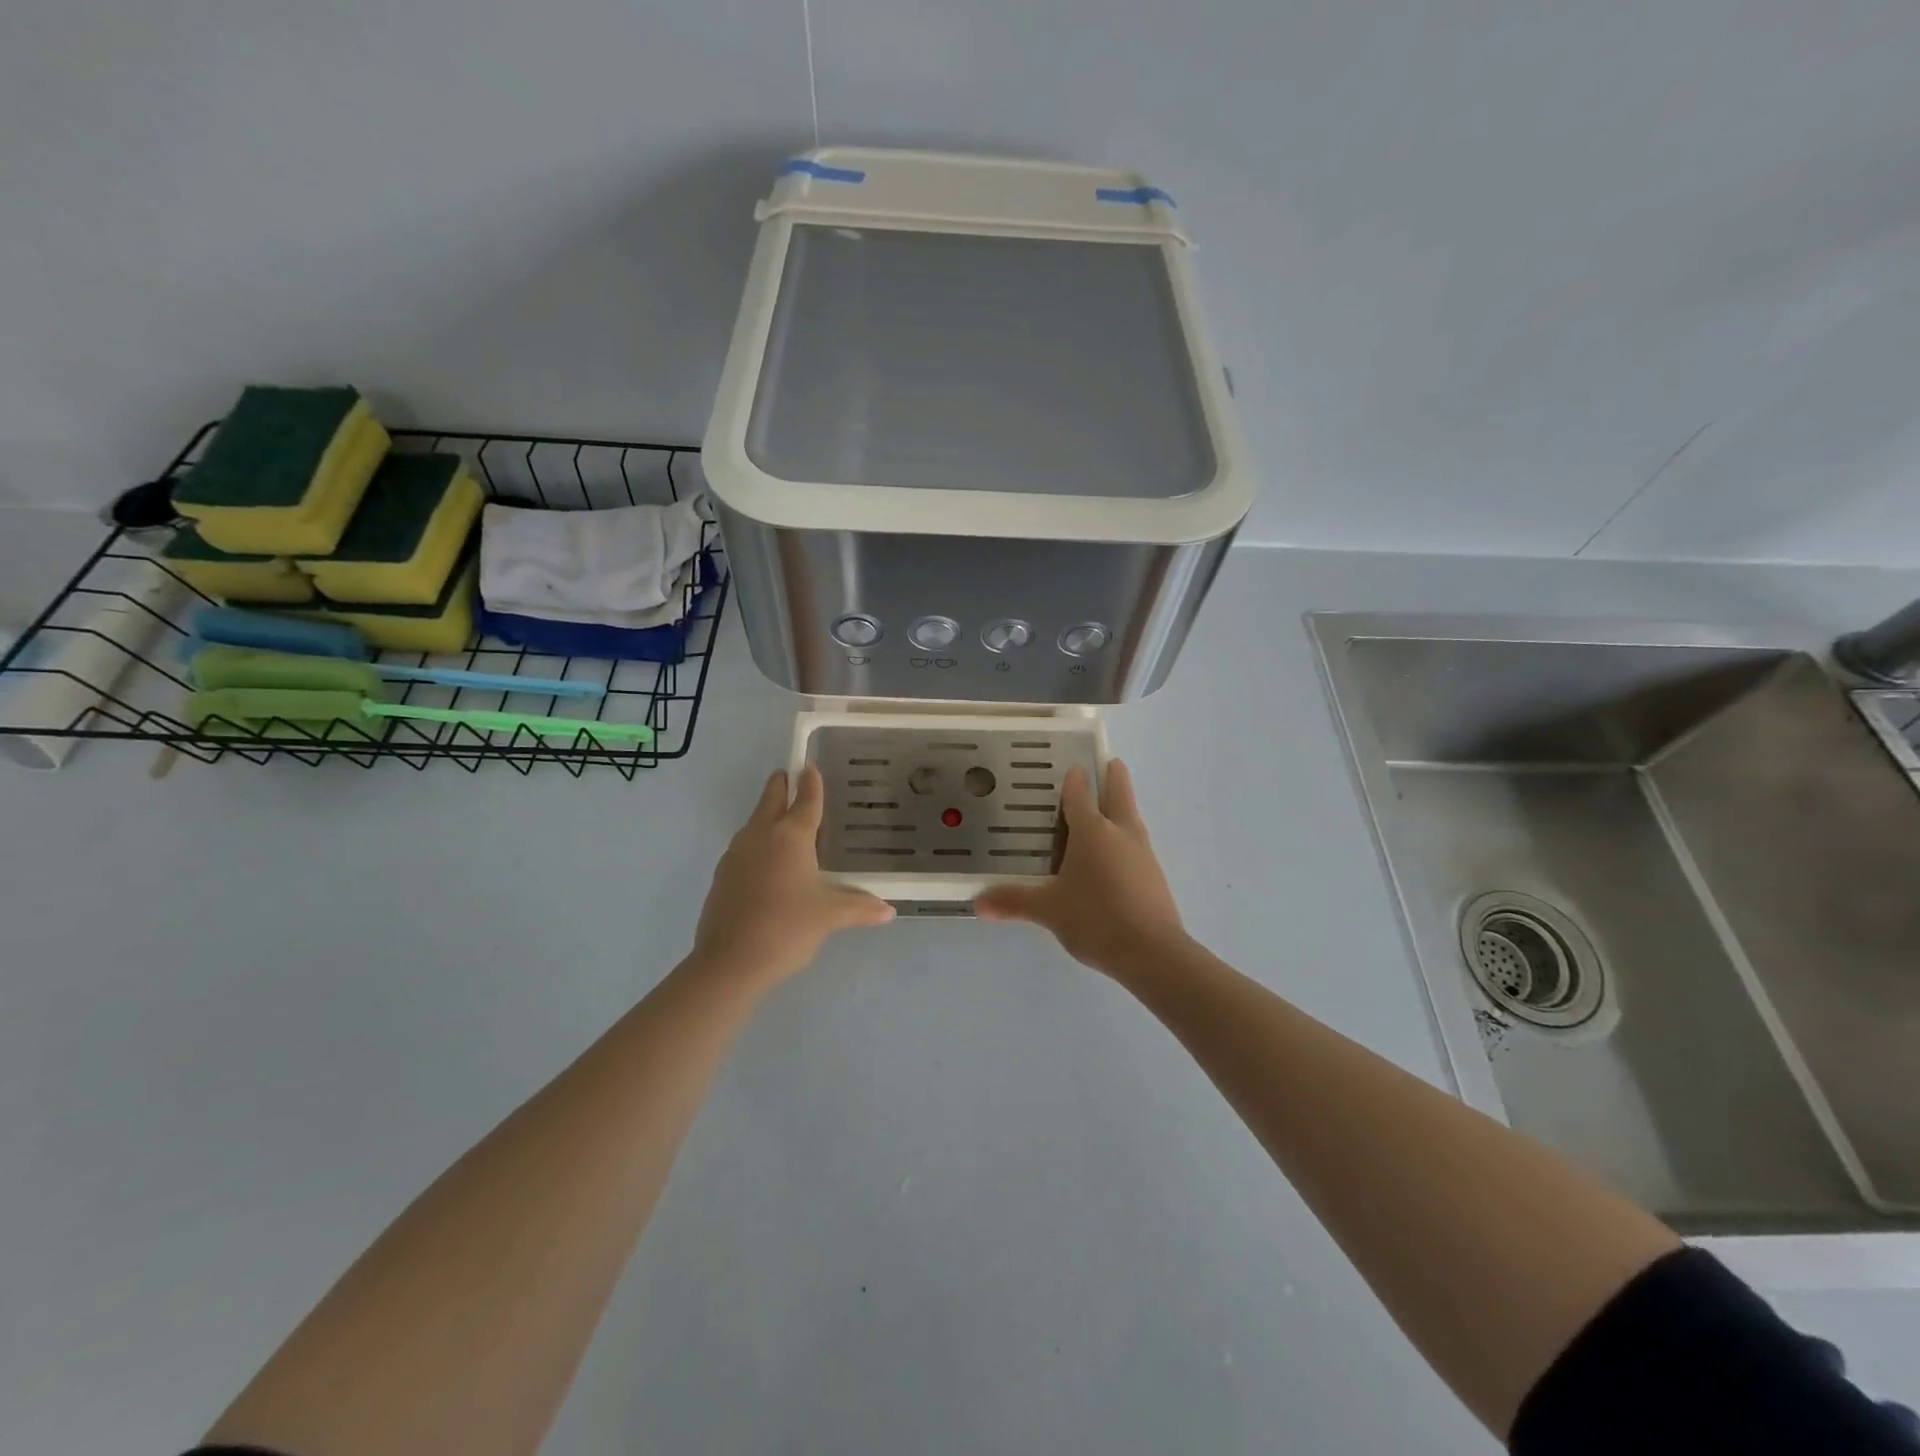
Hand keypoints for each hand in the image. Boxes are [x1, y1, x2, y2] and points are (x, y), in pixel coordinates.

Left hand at [692, 766, 894, 986]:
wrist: (729, 962)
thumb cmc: (787, 928)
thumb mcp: (829, 917)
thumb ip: (859, 908)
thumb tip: (888, 910)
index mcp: (791, 836)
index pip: (806, 800)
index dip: (812, 783)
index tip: (811, 767)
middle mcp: (761, 835)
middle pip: (771, 800)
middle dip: (782, 786)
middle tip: (790, 776)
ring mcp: (737, 854)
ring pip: (754, 822)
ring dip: (767, 813)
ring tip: (783, 819)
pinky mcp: (722, 875)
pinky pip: (744, 846)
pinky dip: (757, 842)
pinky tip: (766, 861)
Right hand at [974, 759, 1186, 979]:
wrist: (1152, 952)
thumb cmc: (1095, 918)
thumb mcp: (1048, 910)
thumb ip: (1014, 902)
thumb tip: (978, 904)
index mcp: (1092, 831)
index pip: (1080, 794)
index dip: (1074, 779)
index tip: (1071, 765)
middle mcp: (1120, 833)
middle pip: (1119, 793)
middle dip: (1113, 776)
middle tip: (1109, 762)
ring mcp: (1143, 853)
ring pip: (1132, 817)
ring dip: (1123, 806)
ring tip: (1111, 806)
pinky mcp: (1155, 875)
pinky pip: (1138, 844)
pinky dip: (1127, 837)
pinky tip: (1117, 855)